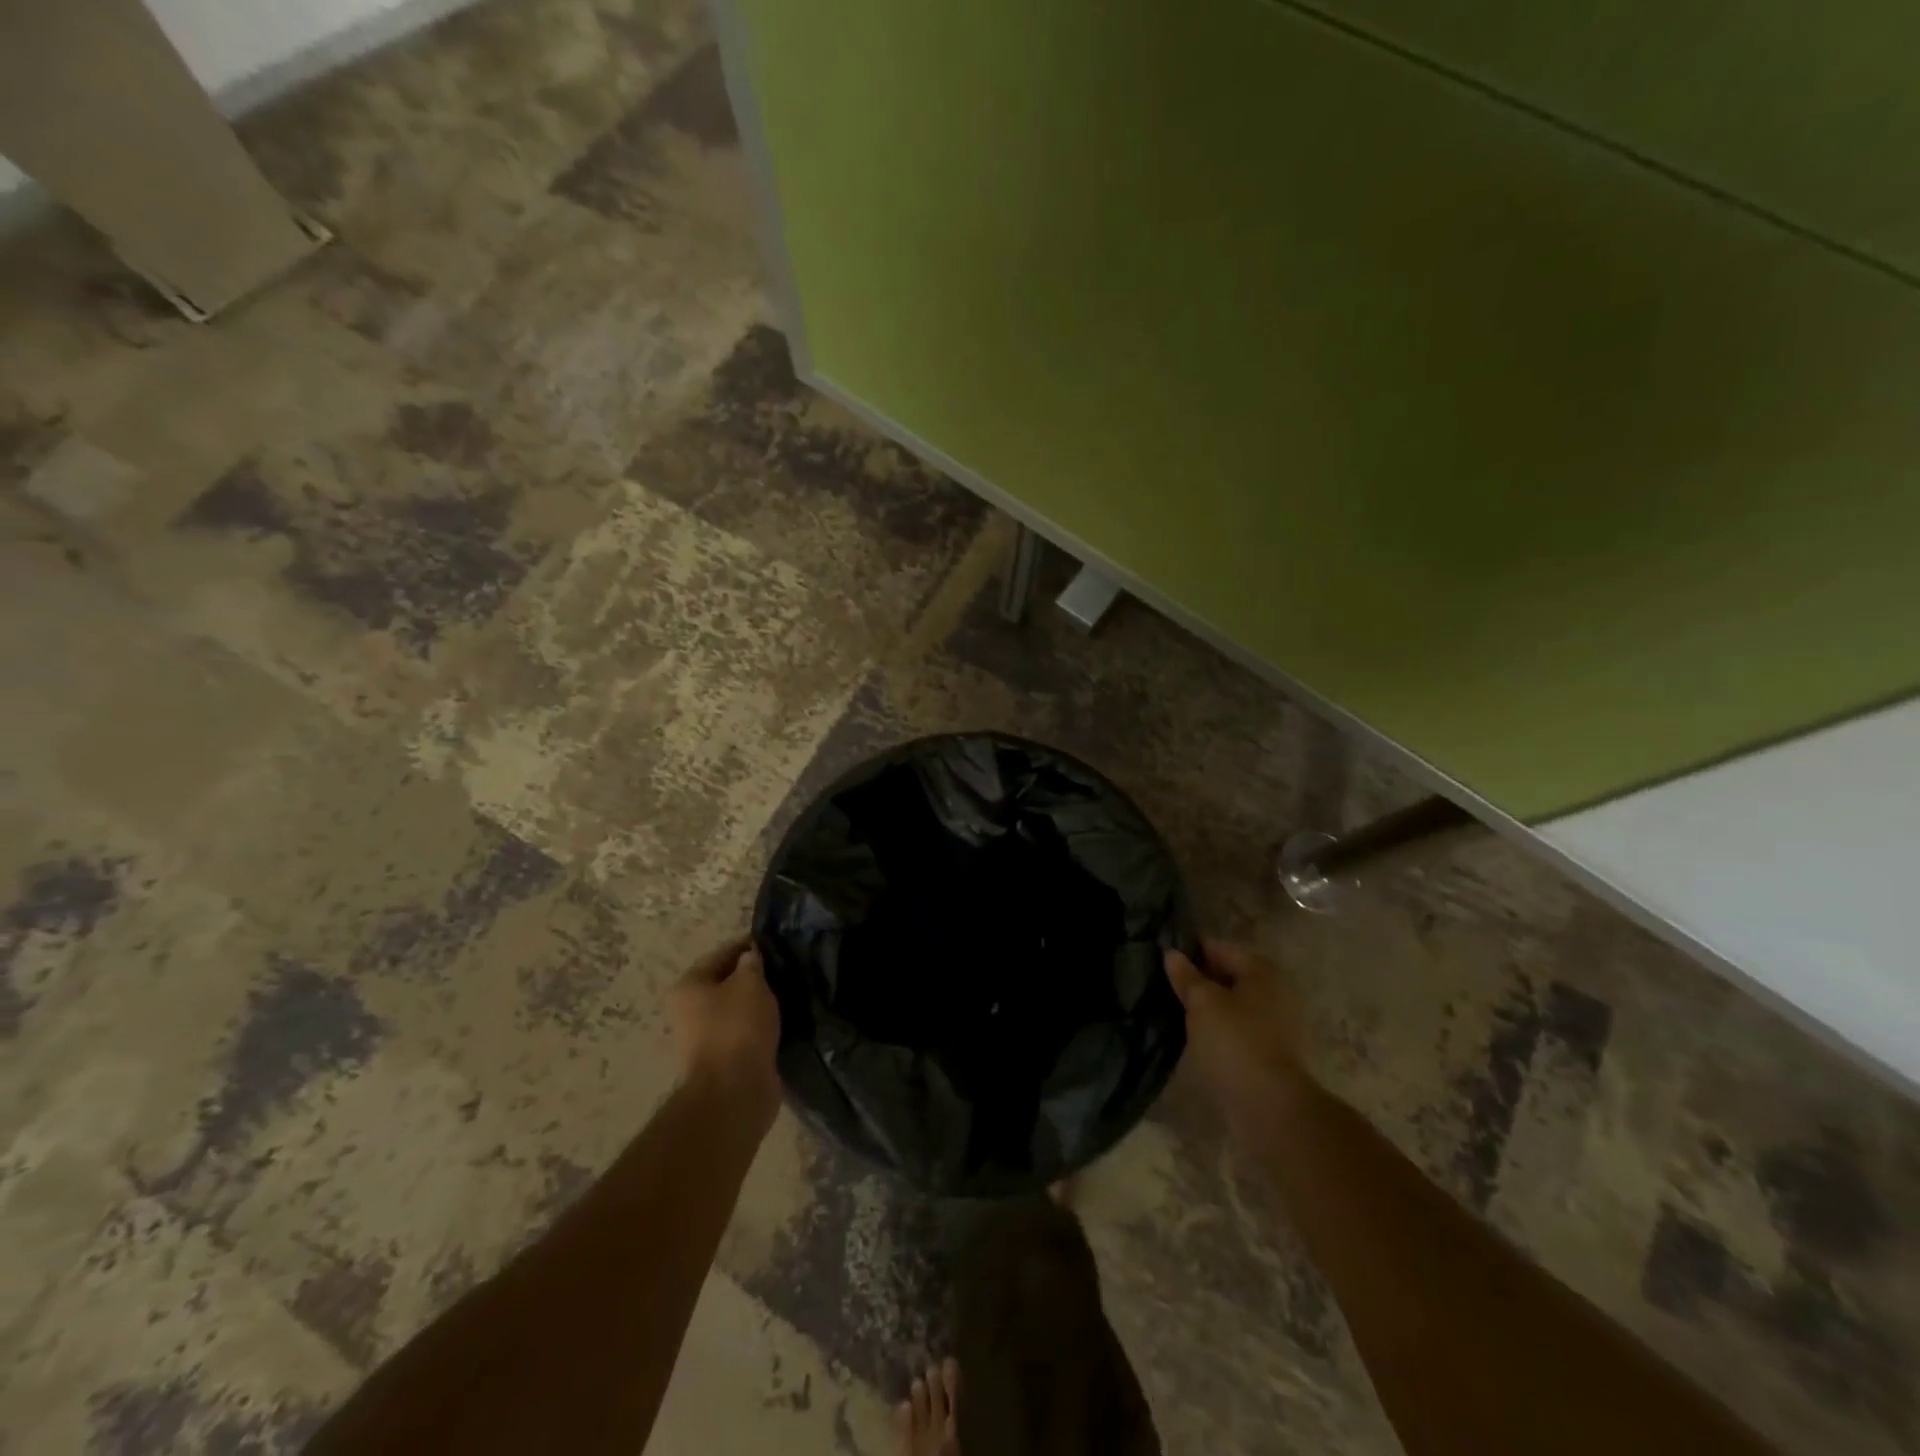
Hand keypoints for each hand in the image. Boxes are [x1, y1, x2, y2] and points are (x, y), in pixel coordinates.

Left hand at [670, 937, 781, 1125]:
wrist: (734, 1090)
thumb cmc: (737, 1027)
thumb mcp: (750, 983)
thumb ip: (752, 964)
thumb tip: (750, 957)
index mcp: (689, 987)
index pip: (721, 954)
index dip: (748, 946)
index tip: (774, 942)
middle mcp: (689, 1011)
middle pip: (725, 983)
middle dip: (753, 977)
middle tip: (783, 969)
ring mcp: (704, 1038)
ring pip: (735, 1010)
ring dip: (757, 1003)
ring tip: (786, 993)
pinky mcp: (722, 1060)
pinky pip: (743, 1032)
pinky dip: (759, 1026)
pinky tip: (781, 1020)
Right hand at [1166, 937, 1310, 1132]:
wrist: (1270, 1107)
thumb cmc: (1235, 1042)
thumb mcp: (1203, 1003)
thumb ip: (1186, 976)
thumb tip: (1172, 954)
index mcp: (1263, 971)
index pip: (1218, 948)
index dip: (1189, 950)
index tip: (1160, 954)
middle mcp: (1275, 992)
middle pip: (1228, 976)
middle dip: (1198, 979)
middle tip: (1163, 983)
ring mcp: (1276, 1025)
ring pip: (1231, 1005)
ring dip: (1207, 1006)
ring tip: (1173, 1008)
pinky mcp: (1270, 1053)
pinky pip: (1236, 1029)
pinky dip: (1217, 1029)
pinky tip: (1192, 1034)